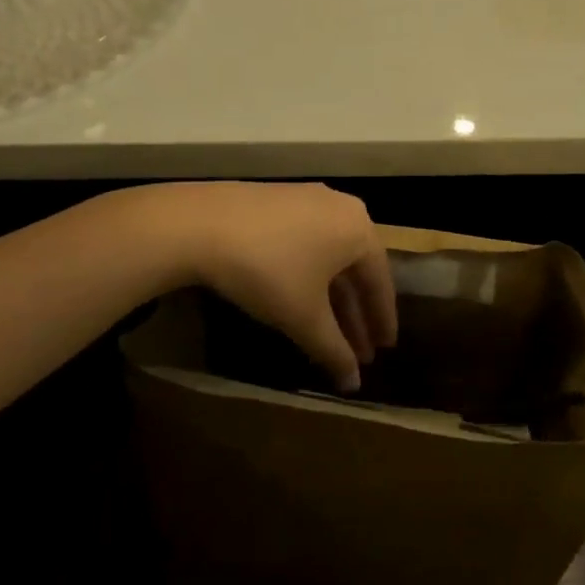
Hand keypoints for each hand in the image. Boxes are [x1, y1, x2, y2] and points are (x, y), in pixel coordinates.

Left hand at [146, 183, 396, 392]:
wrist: (200, 224)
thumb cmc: (267, 271)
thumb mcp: (304, 317)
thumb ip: (334, 350)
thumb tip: (354, 384)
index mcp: (359, 230)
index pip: (381, 282)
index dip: (382, 320)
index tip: (384, 349)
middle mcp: (341, 208)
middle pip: (355, 270)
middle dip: (355, 314)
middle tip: (360, 351)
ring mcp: (308, 199)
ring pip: (329, 257)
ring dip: (332, 296)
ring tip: (329, 331)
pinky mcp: (278, 200)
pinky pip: (307, 242)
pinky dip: (310, 274)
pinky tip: (301, 297)